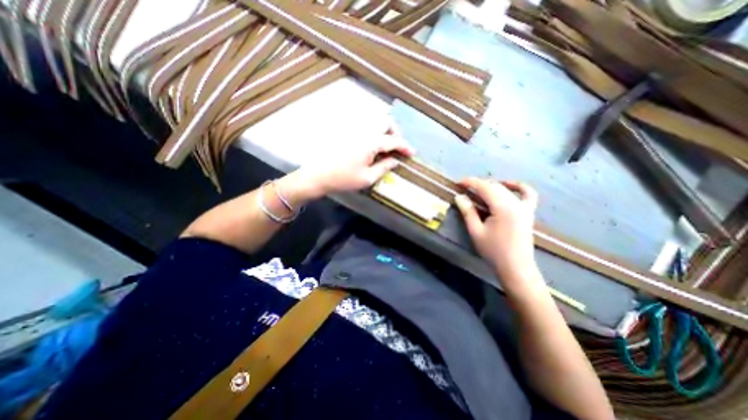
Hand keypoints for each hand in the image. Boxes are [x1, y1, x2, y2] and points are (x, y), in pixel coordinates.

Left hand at [297, 126, 415, 197]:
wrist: (317, 175)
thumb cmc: (343, 179)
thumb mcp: (367, 178)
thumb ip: (384, 168)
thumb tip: (395, 161)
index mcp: (370, 142)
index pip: (393, 140)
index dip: (405, 146)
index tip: (412, 152)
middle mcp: (363, 131)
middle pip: (385, 121)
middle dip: (395, 132)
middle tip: (396, 146)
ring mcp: (353, 130)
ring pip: (374, 122)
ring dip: (384, 131)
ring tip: (385, 146)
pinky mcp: (346, 132)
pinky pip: (364, 127)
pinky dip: (373, 132)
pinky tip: (371, 146)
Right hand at [455, 176, 537, 278]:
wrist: (515, 267)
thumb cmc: (493, 251)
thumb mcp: (476, 231)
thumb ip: (468, 212)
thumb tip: (459, 197)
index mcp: (503, 208)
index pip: (485, 187)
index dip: (471, 182)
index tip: (458, 183)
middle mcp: (516, 203)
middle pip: (495, 186)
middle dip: (478, 184)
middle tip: (464, 189)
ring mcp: (524, 207)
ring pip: (506, 189)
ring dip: (491, 186)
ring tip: (478, 190)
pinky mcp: (528, 212)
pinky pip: (527, 194)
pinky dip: (518, 187)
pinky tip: (508, 186)